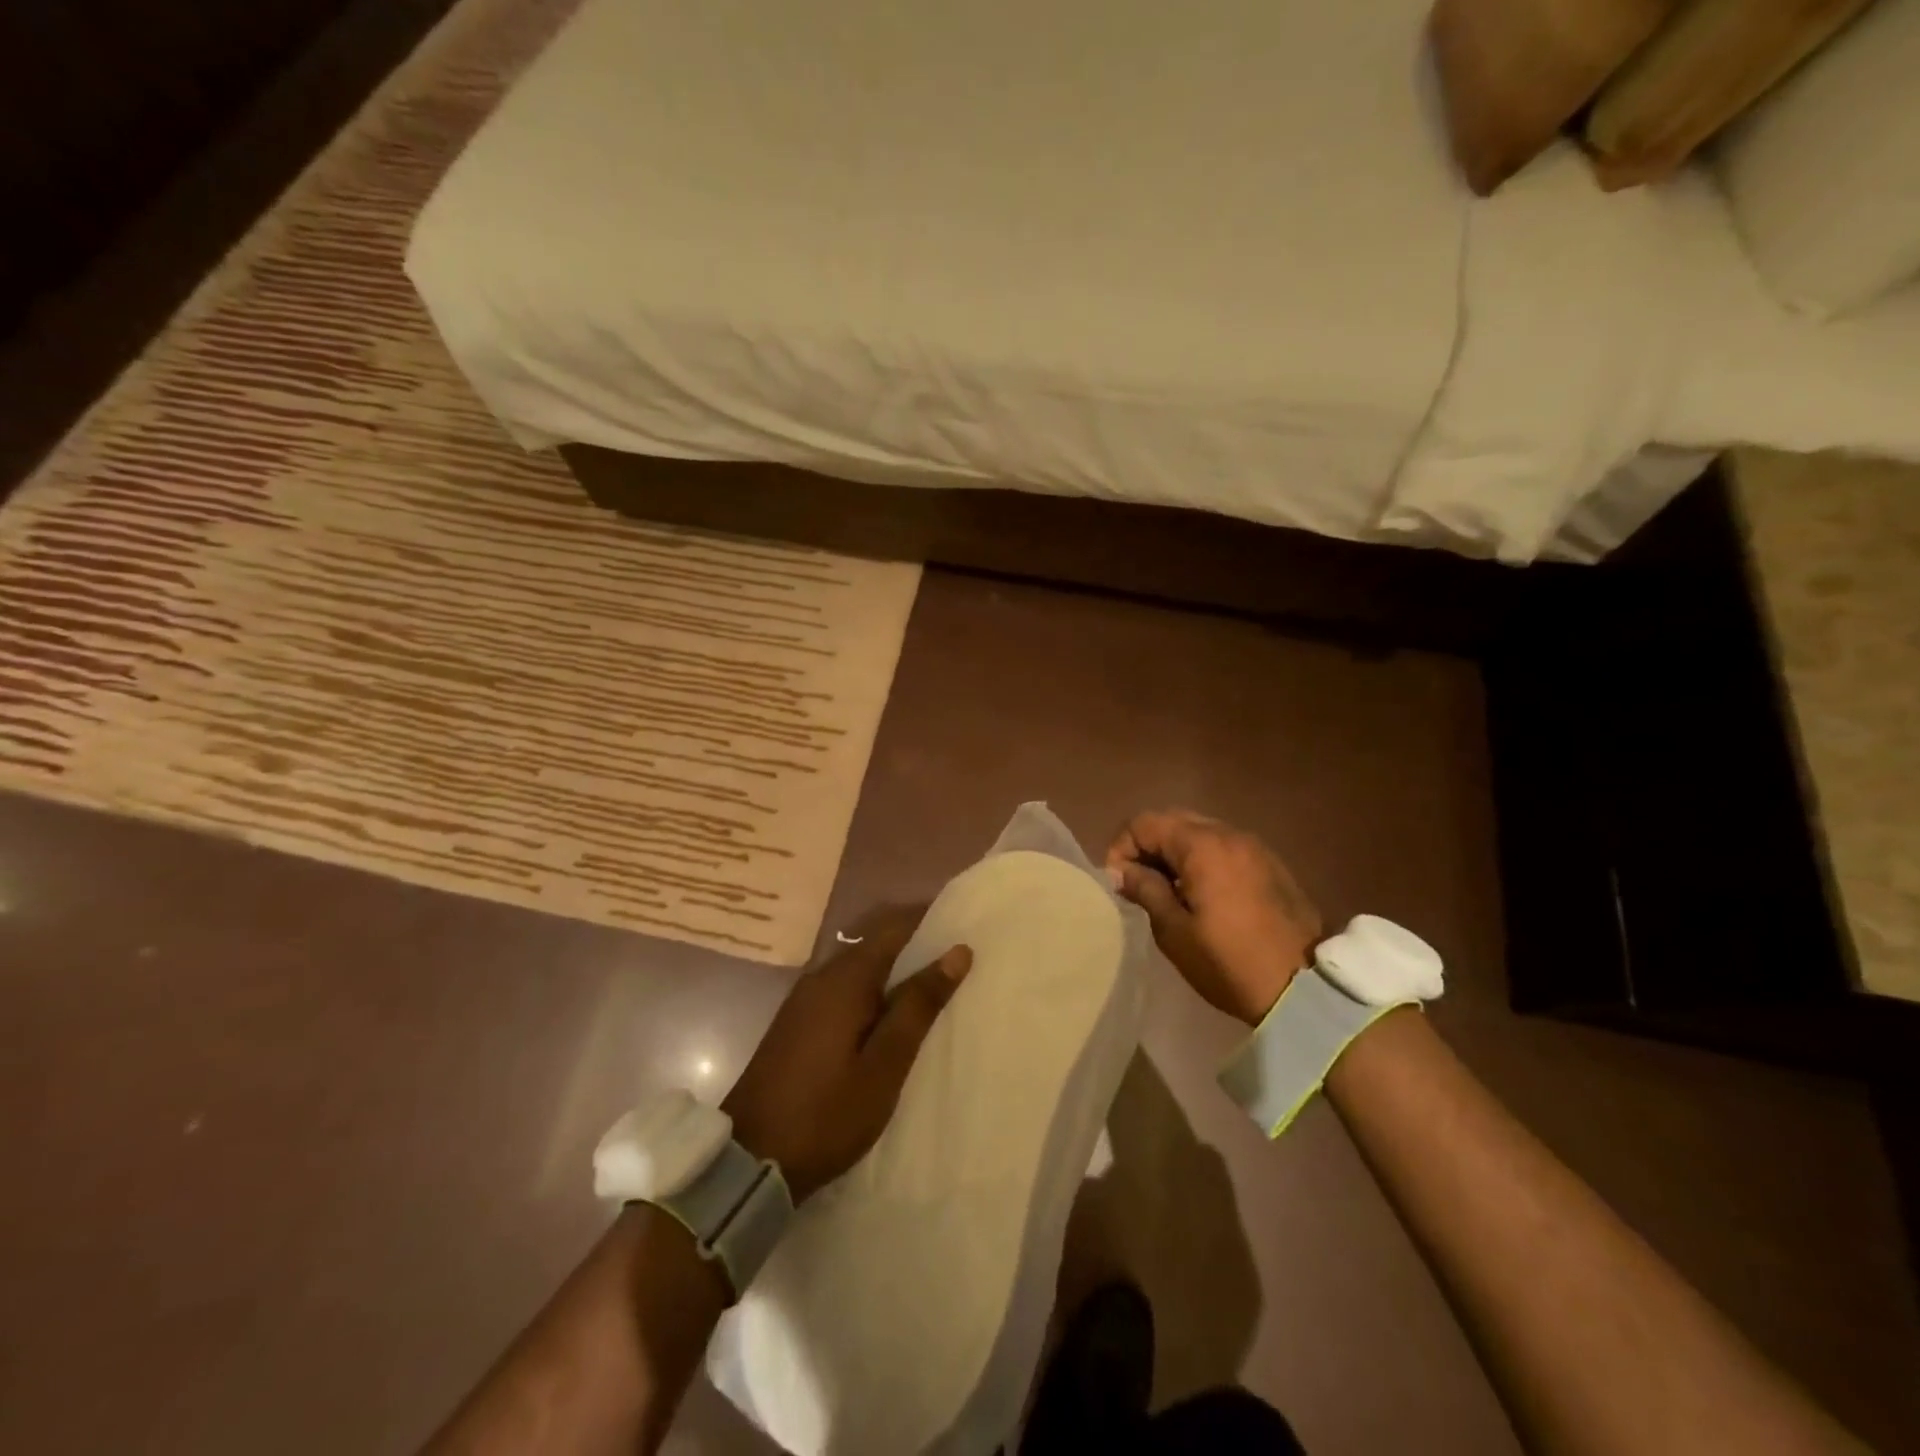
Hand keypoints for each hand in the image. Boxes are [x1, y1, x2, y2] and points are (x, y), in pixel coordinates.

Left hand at [723, 907, 971, 1202]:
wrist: (749, 1159)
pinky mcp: (798, 1022)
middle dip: (916, 946)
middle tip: (959, 963)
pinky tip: (891, 1017)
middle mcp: (822, 976)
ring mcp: (805, 999)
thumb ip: (918, 1004)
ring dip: (895, 972)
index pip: (894, 927)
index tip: (965, 927)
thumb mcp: (885, 1064)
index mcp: (845, 978)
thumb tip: (956, 951)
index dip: (930, 921)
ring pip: (860, 968)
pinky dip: (874, 992)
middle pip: (876, 944)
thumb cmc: (827, 1113)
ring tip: (934, 989)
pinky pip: (845, 989)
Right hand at [1105, 809, 1321, 1024]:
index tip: (1118, 883)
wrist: (1304, 989)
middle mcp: (1229, 834)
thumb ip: (1145, 889)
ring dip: (1175, 851)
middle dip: (1148, 845)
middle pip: (1173, 820)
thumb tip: (1121, 870)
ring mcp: (1254, 847)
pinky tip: (1201, 892)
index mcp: (1202, 846)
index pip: (1145, 823)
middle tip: (1138, 883)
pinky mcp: (1271, 864)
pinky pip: (1224, 847)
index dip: (1122, 848)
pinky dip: (1202, 858)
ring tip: (1167, 889)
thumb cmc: (1229, 962)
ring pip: (1200, 832)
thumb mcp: (1174, 931)